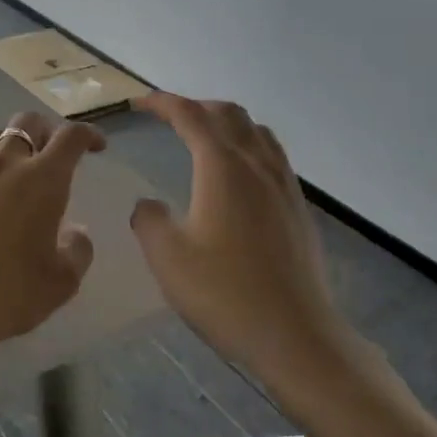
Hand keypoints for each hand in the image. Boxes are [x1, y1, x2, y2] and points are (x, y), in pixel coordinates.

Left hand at [0, 110, 104, 378]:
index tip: (96, 147)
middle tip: (51, 155)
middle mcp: (6, 162)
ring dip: (9, 145)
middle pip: (28, 122)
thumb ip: (78, 250)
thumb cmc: (8, 292)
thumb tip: (76, 232)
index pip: (71, 137)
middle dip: (46, 131)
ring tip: (12, 169)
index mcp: (44, 179)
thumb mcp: (61, 282)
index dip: (89, 134)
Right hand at [129, 92, 346, 376]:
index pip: (190, 115)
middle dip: (195, 106)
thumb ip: (148, 219)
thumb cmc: (224, 293)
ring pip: (257, 132)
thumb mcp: (167, 256)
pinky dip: (248, 146)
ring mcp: (284, 185)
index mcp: (222, 167)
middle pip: (229, 114)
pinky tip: (237, 176)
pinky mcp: (298, 208)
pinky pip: (272, 156)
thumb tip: (148, 205)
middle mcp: (257, 164)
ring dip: (226, 123)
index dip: (162, 103)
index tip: (138, 103)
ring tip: (204, 138)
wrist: (294, 334)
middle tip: (168, 118)